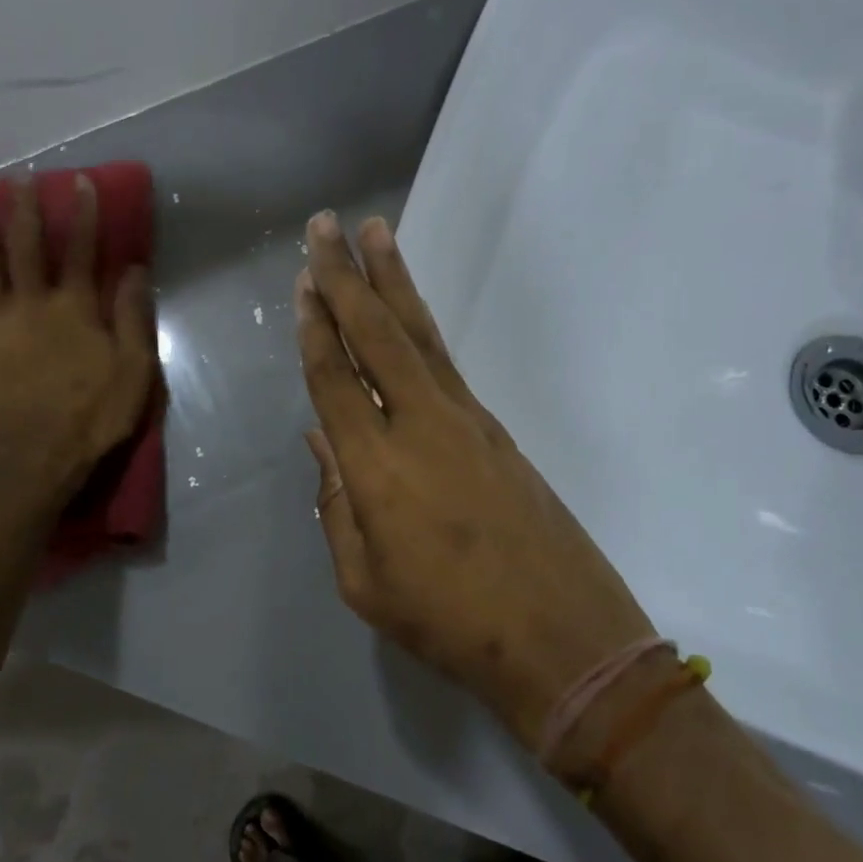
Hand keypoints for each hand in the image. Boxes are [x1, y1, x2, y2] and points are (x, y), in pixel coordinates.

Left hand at [0, 174, 156, 494]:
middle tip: (19, 181)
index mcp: (74, 307)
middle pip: (26, 246)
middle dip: (25, 210)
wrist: (35, 456)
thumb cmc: (93, 414)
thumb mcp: (134, 369)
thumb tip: (134, 270)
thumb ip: (133, 317)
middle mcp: (30, 302)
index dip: (83, 214)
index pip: (81, 249)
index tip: (80, 183)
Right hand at [295, 212, 657, 750]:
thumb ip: (336, 506)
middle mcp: (421, 426)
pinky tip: (407, 312)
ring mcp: (466, 421)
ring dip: (392, 281)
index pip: (335, 380)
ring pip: (419, 336)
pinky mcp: (495, 430)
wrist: (561, 637)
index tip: (301, 281)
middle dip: (345, 276)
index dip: (314, 328)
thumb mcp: (366, 582)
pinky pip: (444, 363)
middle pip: (376, 335)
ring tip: (374, 232)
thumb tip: (321, 443)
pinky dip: (420, 326)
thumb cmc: (449, 623)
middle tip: (325, 225)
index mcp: (377, 468)